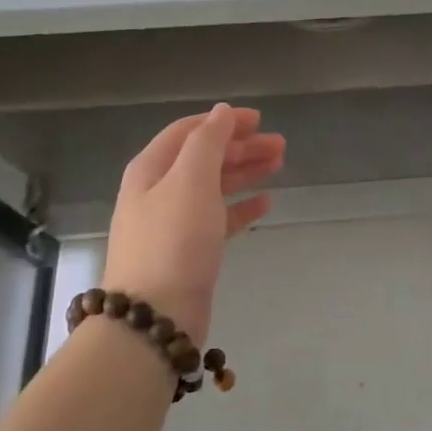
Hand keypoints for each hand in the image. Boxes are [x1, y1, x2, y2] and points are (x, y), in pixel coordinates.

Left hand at [103, 104, 283, 346]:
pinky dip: (241, 207)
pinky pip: (218, 219)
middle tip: (280, 145)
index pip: (189, 131)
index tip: (259, 119)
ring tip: (279, 165)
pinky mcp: (188, 252)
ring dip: (244, 172)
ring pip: (213, 186)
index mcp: (151, 168)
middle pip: (203, 157)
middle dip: (241, 147)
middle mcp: (158, 191)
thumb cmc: (174, 240)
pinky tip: (265, 202)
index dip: (223, 121)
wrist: (155, 318)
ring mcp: (172, 223)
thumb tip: (220, 113)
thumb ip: (208, 141)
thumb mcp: (191, 179)